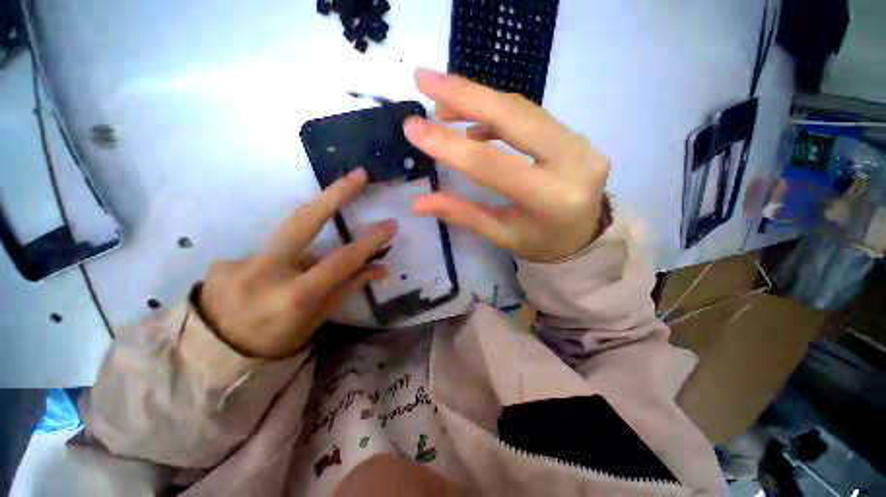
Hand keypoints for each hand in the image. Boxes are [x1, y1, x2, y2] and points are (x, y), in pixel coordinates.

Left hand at [198, 169, 396, 358]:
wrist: (214, 356)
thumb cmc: (276, 342)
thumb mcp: (317, 319)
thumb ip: (347, 288)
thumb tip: (379, 268)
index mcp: (294, 298)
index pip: (340, 261)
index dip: (368, 241)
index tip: (389, 224)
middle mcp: (264, 275)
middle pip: (303, 221)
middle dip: (334, 195)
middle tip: (357, 175)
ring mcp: (237, 263)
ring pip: (287, 236)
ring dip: (308, 236)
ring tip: (309, 258)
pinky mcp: (222, 260)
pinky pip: (267, 251)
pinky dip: (279, 259)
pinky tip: (271, 276)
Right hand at [404, 69, 608, 261]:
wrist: (583, 239)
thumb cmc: (540, 243)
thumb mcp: (500, 234)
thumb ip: (463, 214)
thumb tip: (419, 203)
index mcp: (549, 199)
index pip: (490, 164)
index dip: (449, 145)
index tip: (412, 127)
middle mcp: (573, 162)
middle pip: (512, 117)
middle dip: (464, 94)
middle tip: (424, 79)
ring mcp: (581, 144)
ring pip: (522, 109)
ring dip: (479, 101)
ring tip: (443, 105)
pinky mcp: (578, 136)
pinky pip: (533, 115)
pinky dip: (499, 113)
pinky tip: (476, 123)